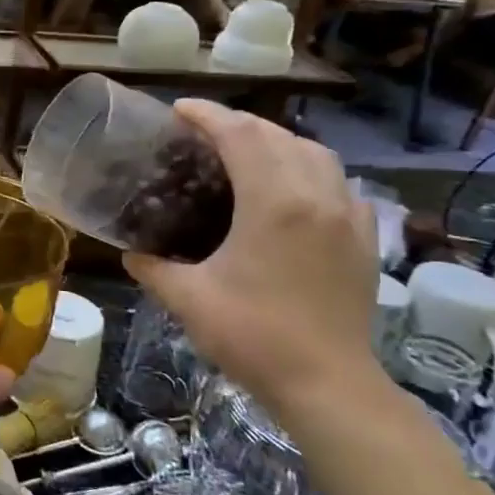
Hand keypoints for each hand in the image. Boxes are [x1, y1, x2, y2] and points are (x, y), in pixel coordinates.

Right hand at [123, 101, 378, 412]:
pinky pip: (339, 183)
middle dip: (238, 124)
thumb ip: (153, 268)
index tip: (178, 109)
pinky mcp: (364, 239)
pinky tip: (293, 191)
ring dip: (277, 141)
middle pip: (278, 135)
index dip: (206, 115)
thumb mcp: (188, 299)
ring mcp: (348, 216)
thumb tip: (130, 253)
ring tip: (246, 152)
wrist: (328, 384)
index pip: (239, 135)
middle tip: (202, 131)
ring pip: (315, 153)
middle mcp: (316, 196)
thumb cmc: (253, 336)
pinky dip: (310, 170)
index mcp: (273, 202)